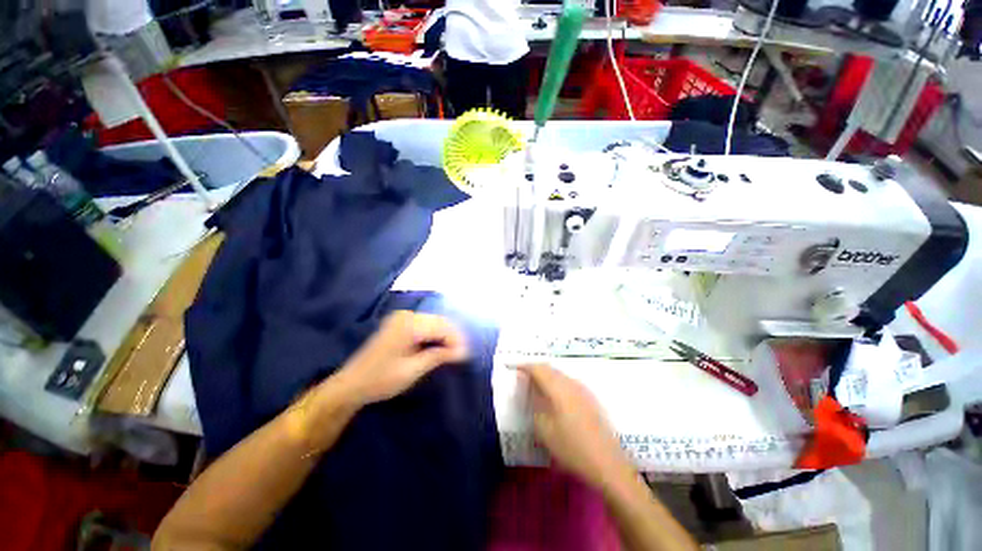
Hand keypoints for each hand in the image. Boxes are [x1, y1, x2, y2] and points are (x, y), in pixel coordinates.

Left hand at [334, 311, 468, 405]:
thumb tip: (462, 352)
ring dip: (444, 336)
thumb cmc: (381, 380)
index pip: (442, 327)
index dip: (456, 340)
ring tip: (451, 354)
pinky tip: (437, 347)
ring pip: (433, 322)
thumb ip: (438, 356)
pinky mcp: (399, 323)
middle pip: (439, 321)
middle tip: (460, 356)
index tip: (465, 356)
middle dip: (452, 337)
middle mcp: (407, 316)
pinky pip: (424, 324)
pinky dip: (434, 335)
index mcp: (409, 325)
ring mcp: (402, 318)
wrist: (351, 384)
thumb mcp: (413, 370)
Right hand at [519, 364, 632, 490]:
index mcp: (559, 388)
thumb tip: (529, 386)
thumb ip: (534, 402)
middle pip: (550, 368)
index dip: (524, 366)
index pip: (538, 368)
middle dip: (535, 370)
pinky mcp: (590, 398)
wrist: (607, 464)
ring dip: (546, 376)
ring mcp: (583, 390)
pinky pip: (568, 382)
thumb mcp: (544, 428)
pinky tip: (554, 397)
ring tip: (536, 386)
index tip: (513, 368)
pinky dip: (557, 383)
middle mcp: (571, 383)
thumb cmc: (571, 448)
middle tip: (523, 378)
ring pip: (560, 375)